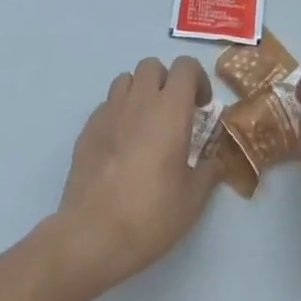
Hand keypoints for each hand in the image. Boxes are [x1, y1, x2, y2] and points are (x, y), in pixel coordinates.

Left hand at [47, 56, 219, 298]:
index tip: (201, 107)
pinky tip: (122, 144)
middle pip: (152, 65)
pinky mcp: (87, 128)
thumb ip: (207, 172)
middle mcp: (138, 101)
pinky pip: (107, 105)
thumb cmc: (150, 215)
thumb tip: (213, 161)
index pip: (185, 66)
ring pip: (126, 80)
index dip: (197, 79)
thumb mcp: (192, 200)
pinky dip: (119, 113)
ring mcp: (108, 112)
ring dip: (140, 92)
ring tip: (146, 124)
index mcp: (169, 110)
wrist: (92, 235)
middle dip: (167, 81)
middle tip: (174, 113)